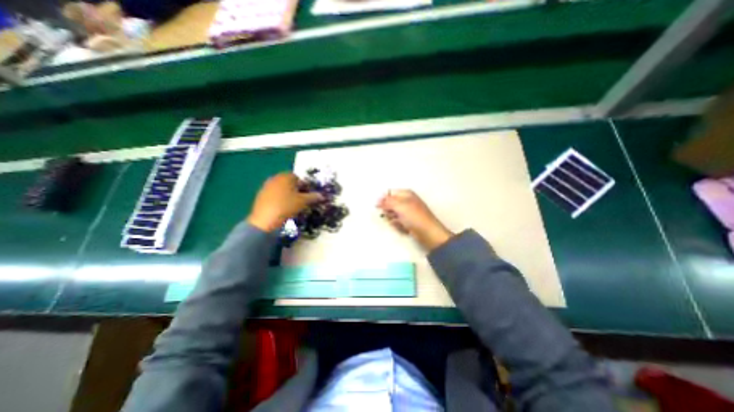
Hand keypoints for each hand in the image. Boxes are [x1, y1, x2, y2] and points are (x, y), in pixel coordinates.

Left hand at [246, 172, 321, 231]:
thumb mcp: (303, 202)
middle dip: (297, 190)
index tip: (309, 196)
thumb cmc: (286, 206)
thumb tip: (321, 195)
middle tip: (302, 201)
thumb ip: (313, 197)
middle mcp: (275, 178)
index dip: (306, 186)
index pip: (299, 178)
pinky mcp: (261, 196)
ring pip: (282, 189)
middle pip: (289, 183)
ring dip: (288, 195)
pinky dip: (280, 199)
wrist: (265, 220)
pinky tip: (282, 208)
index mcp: (286, 177)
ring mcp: (266, 187)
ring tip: (293, 205)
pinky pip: (274, 195)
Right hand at [378, 190, 453, 251]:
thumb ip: (387, 202)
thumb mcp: (399, 205)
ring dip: (393, 219)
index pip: (389, 193)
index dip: (383, 200)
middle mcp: (406, 201)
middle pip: (390, 204)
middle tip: (392, 215)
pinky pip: (397, 222)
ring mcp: (407, 212)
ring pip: (393, 214)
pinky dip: (398, 225)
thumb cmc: (414, 216)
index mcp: (406, 194)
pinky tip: (403, 227)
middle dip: (389, 211)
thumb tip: (378, 201)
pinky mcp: (408, 222)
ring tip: (399, 222)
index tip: (378, 207)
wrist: (428, 232)